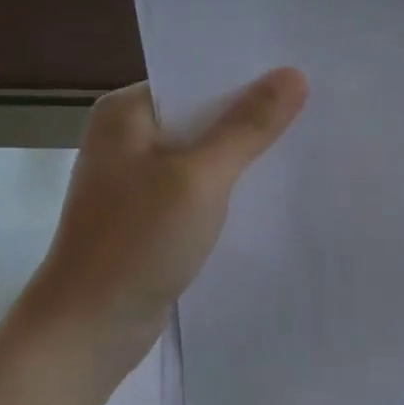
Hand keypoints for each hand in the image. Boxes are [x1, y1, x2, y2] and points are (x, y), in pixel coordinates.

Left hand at [15, 69, 308, 378]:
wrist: (87, 330)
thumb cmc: (136, 242)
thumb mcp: (200, 177)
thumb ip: (248, 126)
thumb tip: (294, 74)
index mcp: (126, 112)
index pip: (197, 77)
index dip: (248, 75)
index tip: (302, 74)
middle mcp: (128, 137)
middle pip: (203, 114)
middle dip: (253, 115)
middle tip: (316, 108)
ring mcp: (137, 180)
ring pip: (204, 154)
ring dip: (244, 154)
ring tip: (305, 143)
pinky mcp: (149, 216)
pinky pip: (199, 188)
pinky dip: (229, 188)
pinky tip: (271, 191)